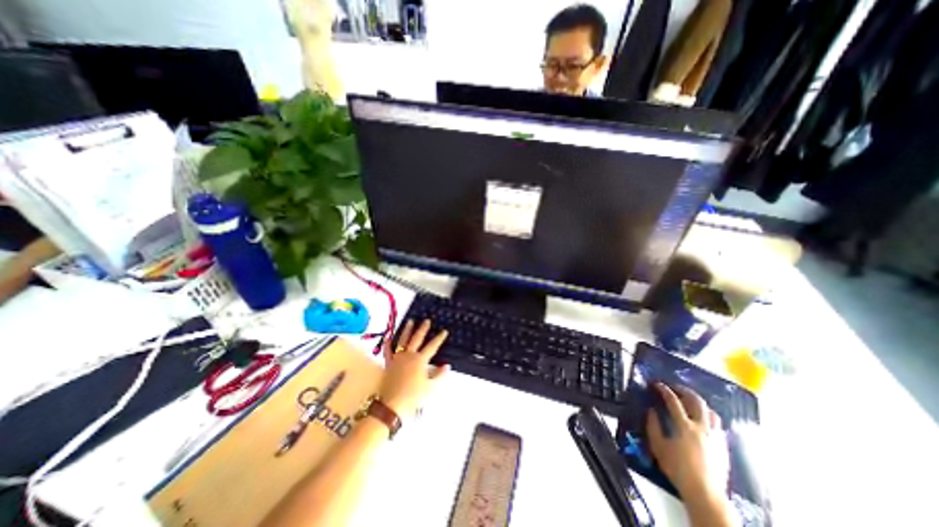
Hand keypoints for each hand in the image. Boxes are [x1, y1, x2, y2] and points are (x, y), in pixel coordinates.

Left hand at [376, 319, 450, 417]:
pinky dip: (388, 343)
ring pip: (403, 340)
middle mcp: (409, 355)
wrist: (392, 405)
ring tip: (410, 321)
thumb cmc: (414, 396)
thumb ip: (439, 375)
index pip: (432, 346)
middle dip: (423, 329)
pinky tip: (389, 337)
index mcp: (420, 360)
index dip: (439, 338)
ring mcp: (397, 358)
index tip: (444, 331)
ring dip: (407, 330)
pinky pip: (387, 351)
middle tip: (426, 320)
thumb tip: (446, 365)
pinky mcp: (388, 363)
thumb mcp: (430, 387)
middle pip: (417, 339)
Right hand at [650, 383, 727, 498]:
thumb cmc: (678, 469)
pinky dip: (707, 415)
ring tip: (688, 401)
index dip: (663, 390)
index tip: (656, 384)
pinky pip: (717, 424)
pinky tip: (701, 419)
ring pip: (710, 411)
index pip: (673, 401)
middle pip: (696, 401)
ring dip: (698, 402)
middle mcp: (702, 427)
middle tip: (674, 387)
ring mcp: (715, 436)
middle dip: (683, 390)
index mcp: (685, 426)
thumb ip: (653, 426)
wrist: (705, 494)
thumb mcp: (658, 446)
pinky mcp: (723, 445)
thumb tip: (652, 411)